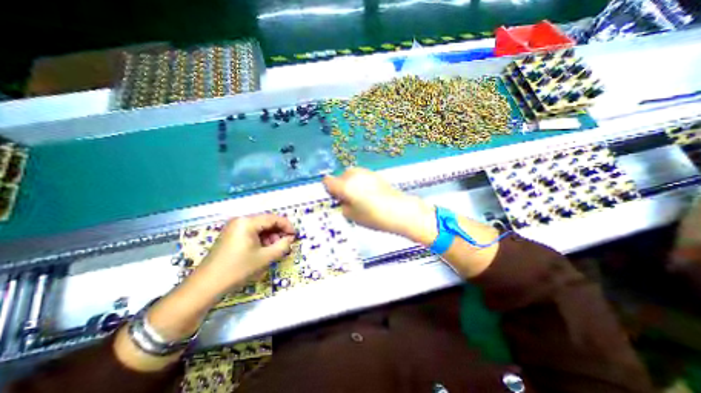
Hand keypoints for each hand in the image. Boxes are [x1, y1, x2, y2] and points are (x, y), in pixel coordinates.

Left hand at [194, 215, 294, 294]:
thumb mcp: (265, 258)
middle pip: (266, 222)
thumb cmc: (237, 269)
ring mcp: (234, 227)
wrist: (206, 286)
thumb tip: (290, 239)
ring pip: (259, 228)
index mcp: (247, 222)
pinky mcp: (231, 235)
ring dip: (270, 237)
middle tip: (285, 244)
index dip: (287, 226)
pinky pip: (251, 233)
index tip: (295, 236)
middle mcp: (240, 220)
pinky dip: (261, 240)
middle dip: (278, 232)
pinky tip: (263, 250)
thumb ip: (282, 246)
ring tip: (274, 249)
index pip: (273, 218)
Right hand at [322, 166, 436, 245]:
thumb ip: (342, 205)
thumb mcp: (351, 215)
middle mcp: (353, 175)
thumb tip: (342, 199)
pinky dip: (361, 182)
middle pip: (340, 177)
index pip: (328, 181)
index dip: (329, 189)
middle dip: (341, 186)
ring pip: (351, 175)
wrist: (399, 210)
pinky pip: (361, 176)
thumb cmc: (373, 216)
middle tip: (348, 199)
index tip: (335, 197)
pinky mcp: (375, 174)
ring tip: (360, 196)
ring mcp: (365, 172)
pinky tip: (369, 193)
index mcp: (344, 185)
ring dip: (351, 183)